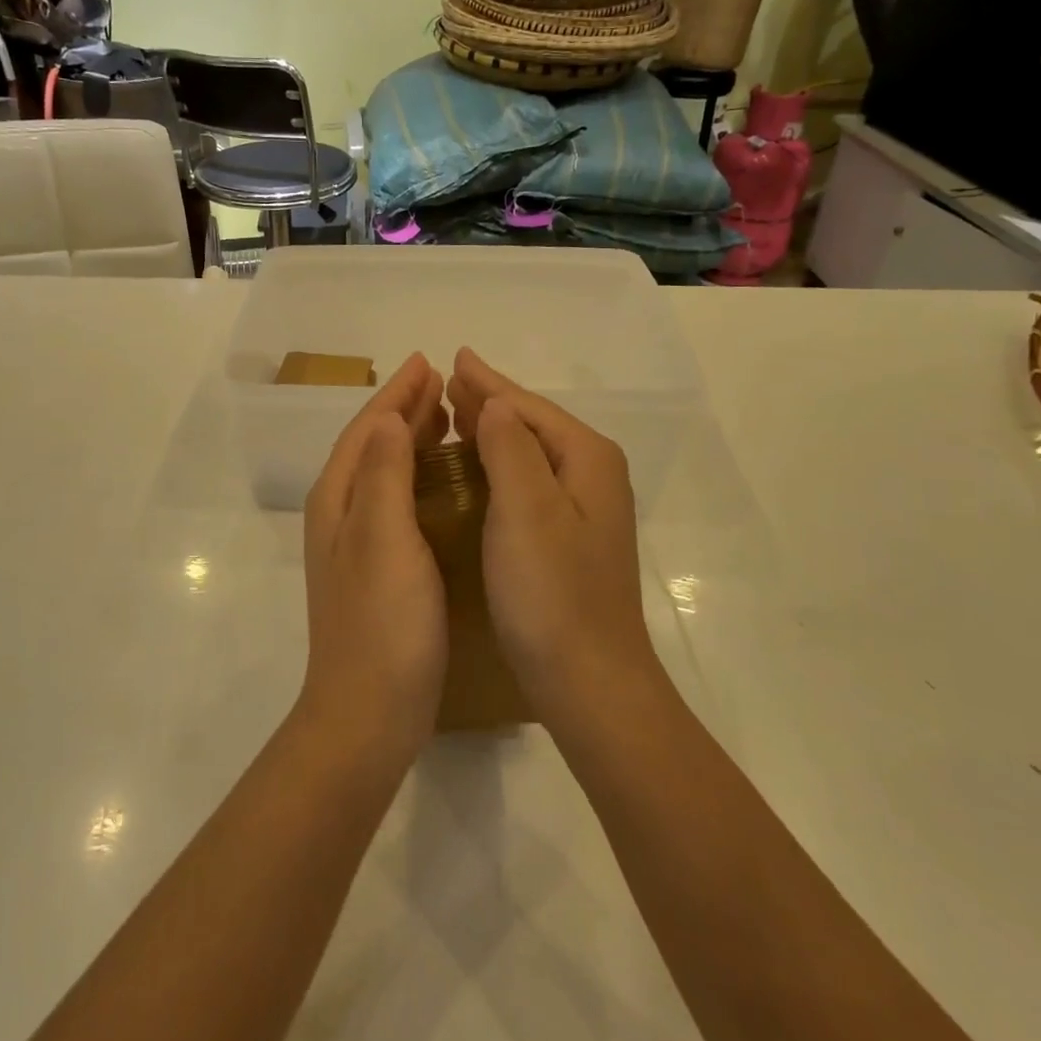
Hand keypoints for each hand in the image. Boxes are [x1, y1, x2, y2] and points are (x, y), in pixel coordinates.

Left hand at [299, 353, 450, 761]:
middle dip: (404, 409)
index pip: (367, 428)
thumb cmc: (382, 623)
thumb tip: (386, 416)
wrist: (368, 713)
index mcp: (339, 499)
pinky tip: (443, 482)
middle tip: (442, 382)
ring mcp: (358, 544)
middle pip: (372, 445)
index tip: (427, 362)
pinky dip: (418, 477)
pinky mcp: (379, 569)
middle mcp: (342, 514)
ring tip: (445, 417)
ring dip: (411, 439)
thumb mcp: (383, 538)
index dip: (396, 394)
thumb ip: (383, 473)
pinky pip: (398, 501)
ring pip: (385, 472)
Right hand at [446, 349, 660, 726]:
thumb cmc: (552, 593)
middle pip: (533, 424)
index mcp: (586, 459)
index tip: (453, 357)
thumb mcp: (526, 509)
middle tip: (449, 380)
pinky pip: (527, 483)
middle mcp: (592, 476)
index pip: (528, 406)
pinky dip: (499, 466)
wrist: (589, 682)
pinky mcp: (569, 540)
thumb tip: (496, 402)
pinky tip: (477, 470)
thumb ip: (510, 446)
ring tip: (457, 413)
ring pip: (530, 453)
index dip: (487, 382)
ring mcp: (583, 511)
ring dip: (493, 431)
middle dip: (490, 401)